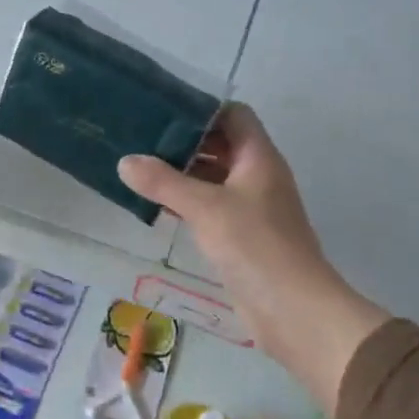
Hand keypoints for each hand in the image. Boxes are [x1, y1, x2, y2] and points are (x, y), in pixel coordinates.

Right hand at [117, 105, 387, 413]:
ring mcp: (252, 207)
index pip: (233, 115)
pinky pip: (211, 206)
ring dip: (183, 173)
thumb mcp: (204, 208)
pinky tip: (158, 205)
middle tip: (142, 137)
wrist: (293, 310)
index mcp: (258, 158)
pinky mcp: (242, 236)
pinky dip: (187, 201)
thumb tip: (125, 161)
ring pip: (214, 178)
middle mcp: (258, 176)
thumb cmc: (254, 245)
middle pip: (221, 144)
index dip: (202, 108)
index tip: (163, 109)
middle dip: (185, 141)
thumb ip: (164, 182)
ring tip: (141, 167)